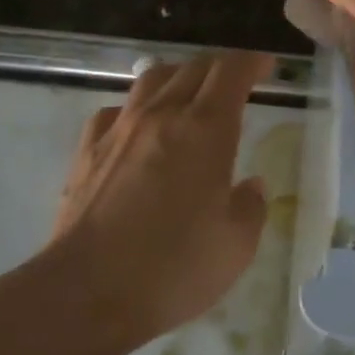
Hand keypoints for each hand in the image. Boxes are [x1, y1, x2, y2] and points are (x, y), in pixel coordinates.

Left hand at [49, 50, 273, 349]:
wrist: (88, 291)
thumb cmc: (174, 267)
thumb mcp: (236, 245)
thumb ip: (250, 207)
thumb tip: (250, 186)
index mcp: (206, 129)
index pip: (231, 71)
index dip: (252, 62)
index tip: (267, 68)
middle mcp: (162, 116)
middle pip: (193, 68)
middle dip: (220, 68)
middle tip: (237, 83)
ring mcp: (119, 130)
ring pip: (151, 80)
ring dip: (178, 77)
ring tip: (189, 93)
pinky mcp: (87, 152)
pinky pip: (116, 111)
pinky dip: (136, 109)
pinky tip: (139, 129)